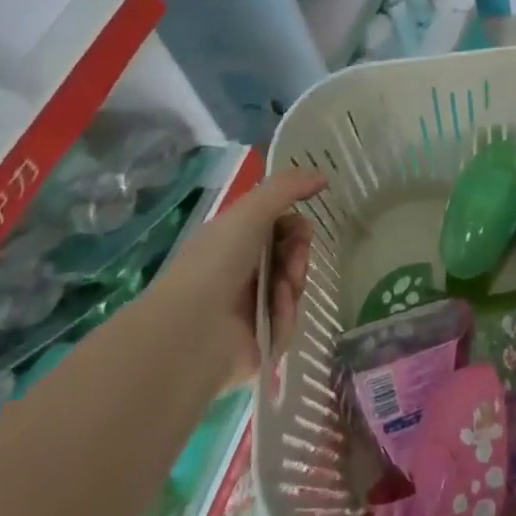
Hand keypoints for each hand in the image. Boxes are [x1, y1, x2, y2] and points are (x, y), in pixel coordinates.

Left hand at [168, 167, 324, 385]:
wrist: (192, 331)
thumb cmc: (216, 262)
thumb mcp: (251, 211)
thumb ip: (287, 187)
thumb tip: (323, 176)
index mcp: (232, 240)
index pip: (277, 226)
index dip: (295, 225)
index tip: (303, 228)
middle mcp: (239, 271)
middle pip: (290, 255)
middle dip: (299, 254)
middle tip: (293, 261)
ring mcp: (248, 307)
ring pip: (293, 286)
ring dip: (293, 283)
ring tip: (280, 290)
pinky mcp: (258, 339)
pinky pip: (288, 320)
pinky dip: (285, 314)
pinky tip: (272, 314)